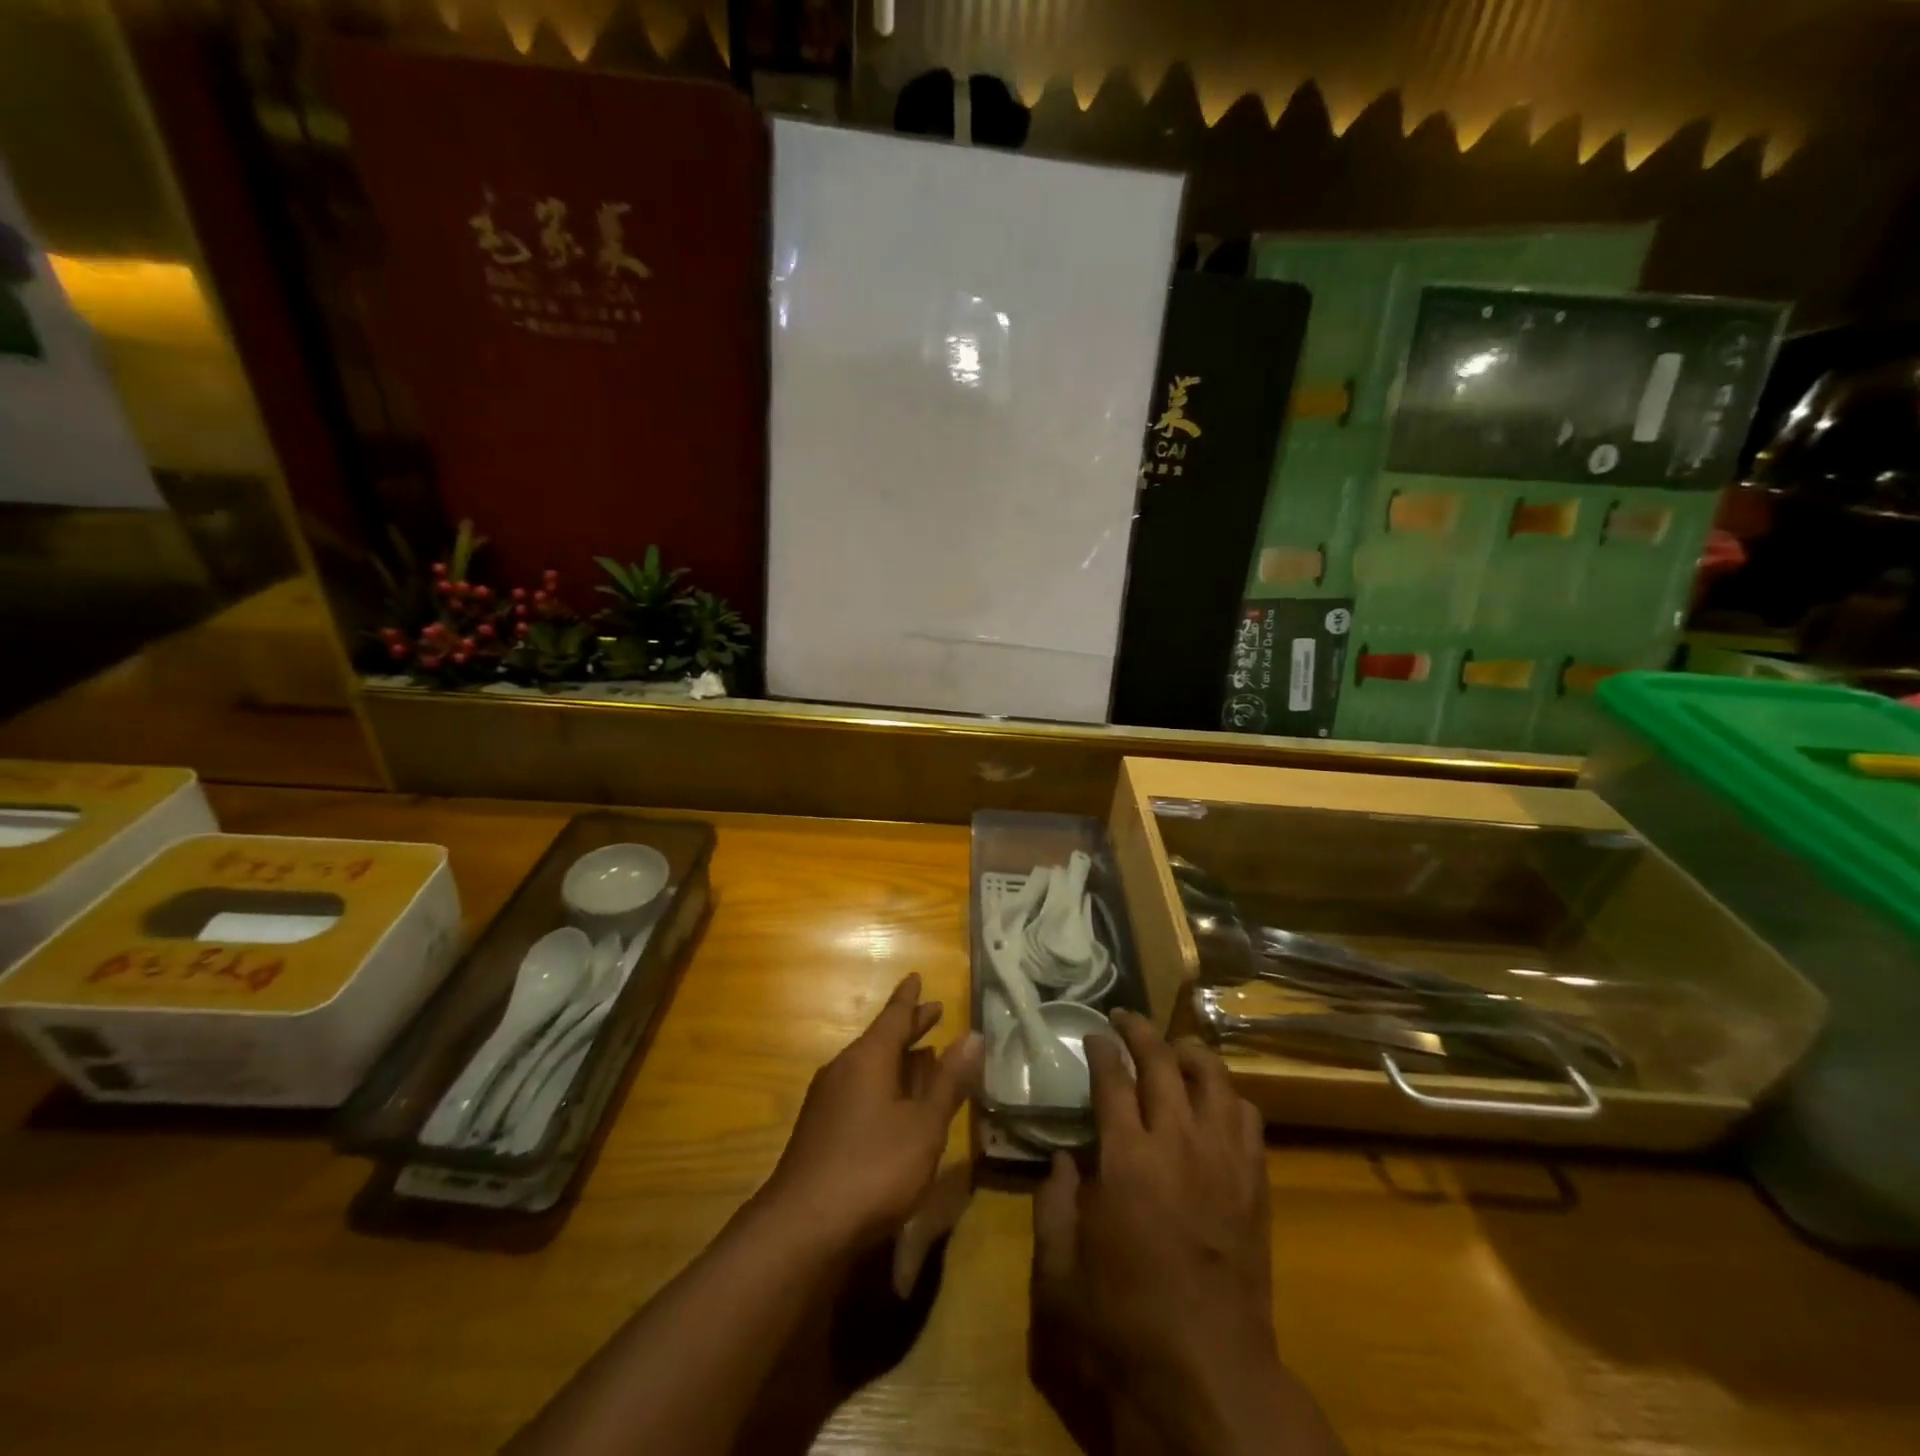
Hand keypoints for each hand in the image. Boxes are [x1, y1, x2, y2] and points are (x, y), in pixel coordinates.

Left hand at [760, 973, 983, 1255]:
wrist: (802, 1228)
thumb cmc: (873, 1168)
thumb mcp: (924, 1126)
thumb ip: (948, 1082)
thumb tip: (972, 1035)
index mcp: (868, 1057)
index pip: (894, 1016)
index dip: (910, 999)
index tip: (917, 976)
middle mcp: (844, 1068)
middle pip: (881, 1039)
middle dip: (908, 1027)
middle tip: (933, 1012)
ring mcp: (827, 1100)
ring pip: (869, 1066)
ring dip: (897, 1059)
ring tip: (921, 1056)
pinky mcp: (820, 1129)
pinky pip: (858, 1089)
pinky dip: (883, 1084)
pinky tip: (893, 1104)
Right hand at [1032, 1011, 1343, 1455]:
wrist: (1210, 1378)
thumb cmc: (1123, 1325)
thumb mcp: (1059, 1274)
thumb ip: (1052, 1206)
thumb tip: (1061, 1160)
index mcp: (1126, 1159)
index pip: (1113, 1079)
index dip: (1102, 1049)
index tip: (1093, 1033)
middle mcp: (1177, 1144)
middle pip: (1164, 1063)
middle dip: (1141, 1032)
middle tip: (1125, 1019)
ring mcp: (1223, 1161)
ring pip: (1213, 1079)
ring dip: (1190, 1053)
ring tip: (1173, 1049)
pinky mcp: (1254, 1184)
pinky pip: (1248, 1118)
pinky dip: (1229, 1096)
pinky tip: (1214, 1102)